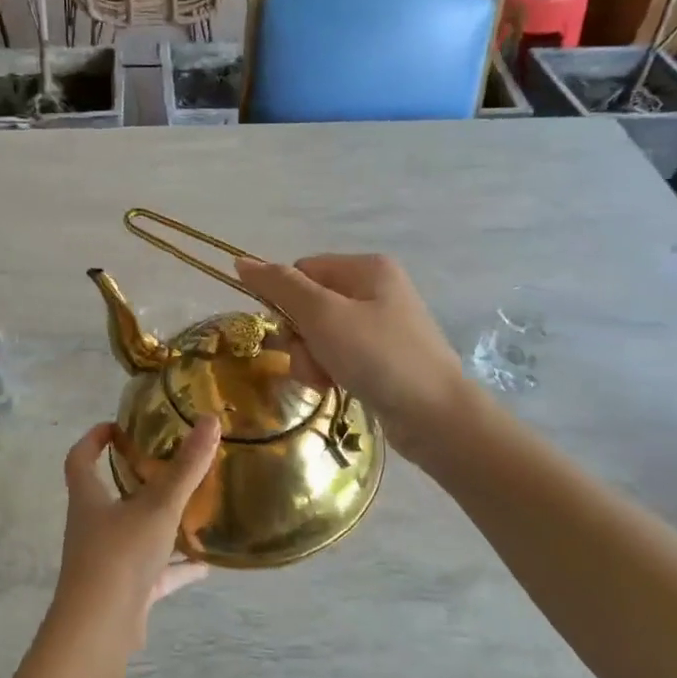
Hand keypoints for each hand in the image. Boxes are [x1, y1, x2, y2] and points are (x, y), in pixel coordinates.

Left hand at [51, 416, 220, 649]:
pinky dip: (176, 567)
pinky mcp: (125, 592)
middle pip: (108, 496)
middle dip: (134, 480)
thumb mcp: (158, 507)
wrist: (99, 630)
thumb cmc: (120, 555)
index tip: (115, 427)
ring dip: (159, 524)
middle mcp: (92, 528)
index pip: (80, 460)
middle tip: (165, 464)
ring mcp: (107, 562)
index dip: (92, 440)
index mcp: (89, 500)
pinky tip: (205, 564)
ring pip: (134, 534)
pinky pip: (154, 572)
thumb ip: (186, 467)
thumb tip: (210, 420)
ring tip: (192, 511)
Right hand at [236, 253, 466, 458]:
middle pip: (309, 304)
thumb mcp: (323, 316)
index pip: (302, 271)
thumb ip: (280, 286)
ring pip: (320, 334)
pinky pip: (338, 355)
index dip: (286, 302)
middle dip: (300, 337)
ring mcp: (381, 325)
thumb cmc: (378, 357)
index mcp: (366, 268)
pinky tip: (336, 387)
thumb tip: (241, 261)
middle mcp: (376, 289)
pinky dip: (329, 370)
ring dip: (311, 358)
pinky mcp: (383, 357)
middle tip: (312, 361)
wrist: (435, 416)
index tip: (289, 332)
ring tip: (325, 380)